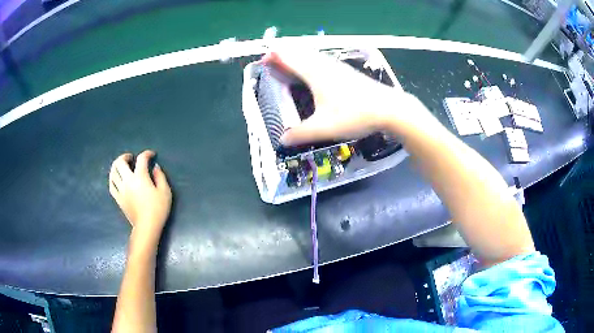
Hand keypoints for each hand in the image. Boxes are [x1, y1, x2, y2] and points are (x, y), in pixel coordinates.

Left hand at [109, 150, 171, 240]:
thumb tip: (155, 167)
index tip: (151, 155)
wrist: (147, 226)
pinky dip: (113, 178)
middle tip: (131, 158)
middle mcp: (128, 180)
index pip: (141, 159)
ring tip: (122, 165)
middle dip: (125, 156)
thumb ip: (160, 176)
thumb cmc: (158, 209)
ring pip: (113, 172)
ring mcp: (121, 189)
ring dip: (117, 165)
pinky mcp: (118, 198)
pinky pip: (111, 185)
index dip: (147, 154)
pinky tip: (116, 178)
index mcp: (140, 176)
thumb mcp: (165, 191)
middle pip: (121, 162)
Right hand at [262, 51, 421, 145]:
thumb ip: (300, 134)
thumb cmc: (355, 114)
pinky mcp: (347, 72)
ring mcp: (337, 67)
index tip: (263, 61)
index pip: (288, 58)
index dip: (274, 57)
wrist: (389, 108)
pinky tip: (314, 73)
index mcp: (315, 73)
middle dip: (283, 56)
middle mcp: (324, 65)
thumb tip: (282, 140)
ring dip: (297, 58)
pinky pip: (321, 62)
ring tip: (288, 67)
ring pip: (312, 56)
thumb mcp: (324, 128)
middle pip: (299, 53)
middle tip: (272, 64)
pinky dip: (310, 63)